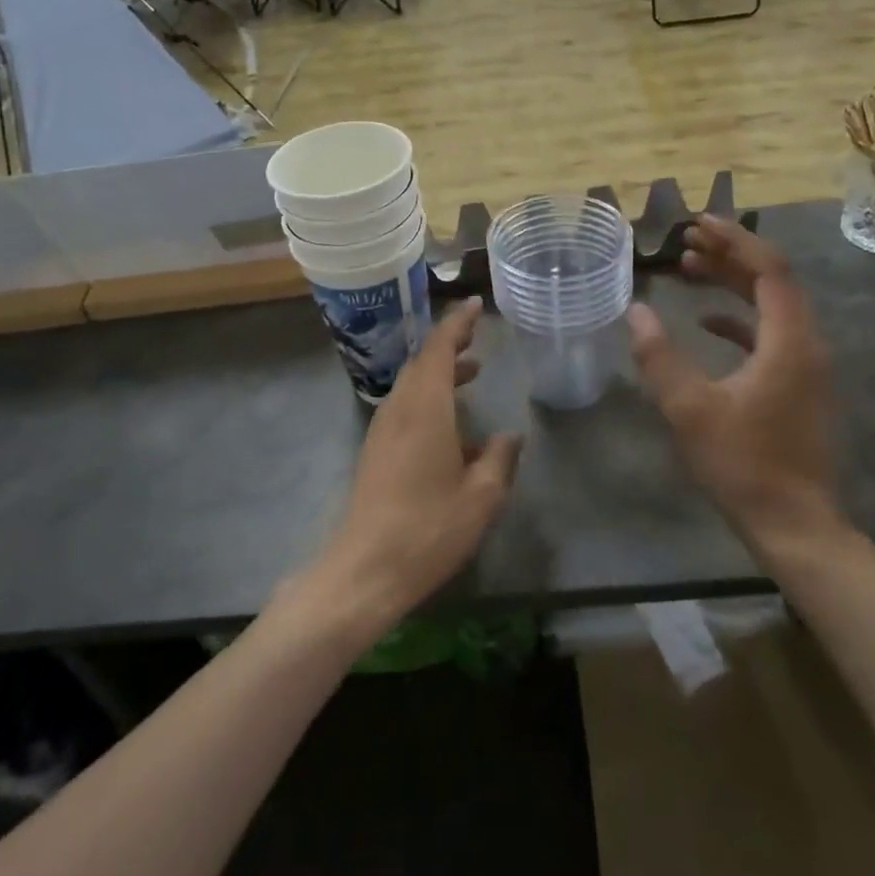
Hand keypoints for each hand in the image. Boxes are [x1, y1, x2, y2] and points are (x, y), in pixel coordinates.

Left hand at [301, 299, 521, 640]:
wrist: (365, 569)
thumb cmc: (429, 529)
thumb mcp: (481, 497)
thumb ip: (499, 459)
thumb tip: (509, 436)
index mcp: (425, 409)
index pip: (439, 350)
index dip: (457, 325)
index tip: (473, 305)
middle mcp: (399, 410)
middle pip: (422, 363)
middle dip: (449, 346)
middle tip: (478, 340)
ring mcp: (382, 430)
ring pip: (411, 385)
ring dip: (439, 373)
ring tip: (472, 374)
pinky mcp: (375, 452)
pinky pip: (404, 408)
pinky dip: (428, 398)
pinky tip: (451, 426)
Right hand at [627, 216, 847, 553]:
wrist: (793, 524)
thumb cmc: (742, 463)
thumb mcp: (690, 408)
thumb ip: (660, 356)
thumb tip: (635, 311)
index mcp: (789, 341)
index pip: (769, 269)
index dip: (734, 240)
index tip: (697, 223)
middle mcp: (805, 344)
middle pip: (772, 281)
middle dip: (729, 255)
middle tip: (685, 241)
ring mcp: (805, 366)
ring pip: (770, 307)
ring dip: (732, 284)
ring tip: (690, 268)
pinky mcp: (796, 386)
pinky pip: (769, 335)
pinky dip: (738, 319)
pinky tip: (706, 323)